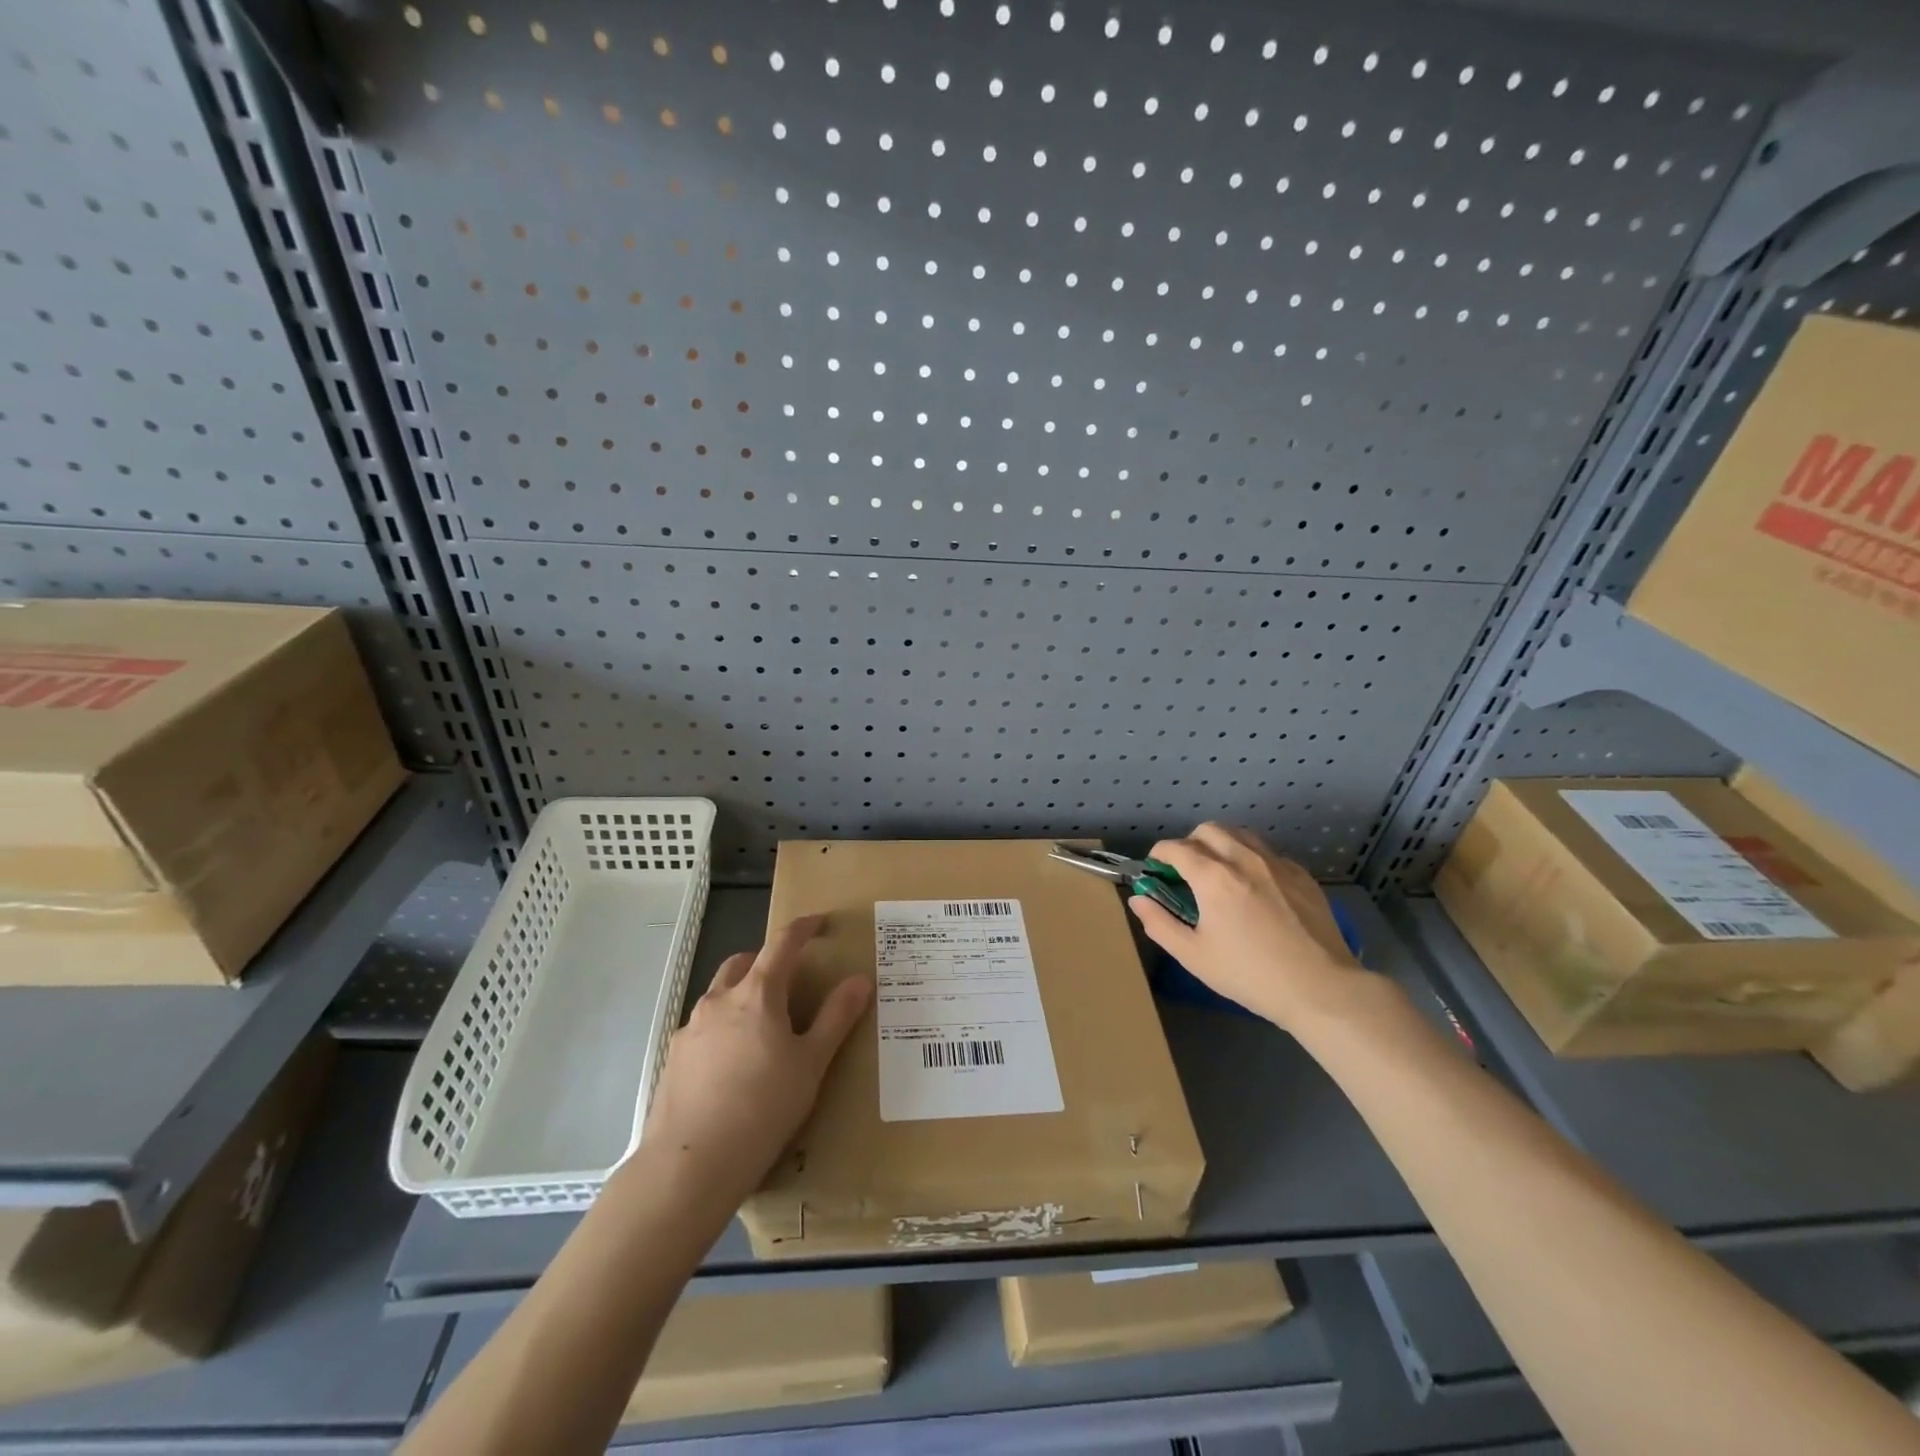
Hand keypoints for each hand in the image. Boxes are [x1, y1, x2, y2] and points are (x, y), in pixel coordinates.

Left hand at [639, 916, 869, 1205]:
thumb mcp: (811, 1064)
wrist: (690, 1166)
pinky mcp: (673, 1058)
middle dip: (766, 959)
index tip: (819, 922)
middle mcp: (719, 1000)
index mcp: (758, 994)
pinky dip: (723, 1028)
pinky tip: (733, 1064)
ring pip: (719, 994)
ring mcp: (690, 1028)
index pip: (782, 943)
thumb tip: (860, 980)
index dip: (803, 927)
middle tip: (789, 980)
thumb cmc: (762, 1109)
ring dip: (742, 994)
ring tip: (762, 1027)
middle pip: (743, 962)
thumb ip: (836, 1018)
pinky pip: (703, 1027)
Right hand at [1129, 824, 1365, 1032]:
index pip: (1175, 848)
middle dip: (1190, 843)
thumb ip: (1159, 923)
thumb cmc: (1250, 975)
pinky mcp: (1301, 874)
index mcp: (1213, 877)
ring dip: (1221, 844)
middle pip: (1208, 829)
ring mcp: (1276, 863)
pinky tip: (1254, 887)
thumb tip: (1138, 899)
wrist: (1320, 988)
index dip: (1159, 855)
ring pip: (1240, 834)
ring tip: (1219, 872)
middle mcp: (1243, 859)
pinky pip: (1267, 852)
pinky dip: (1251, 858)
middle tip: (1187, 871)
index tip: (1156, 870)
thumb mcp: (1194, 956)